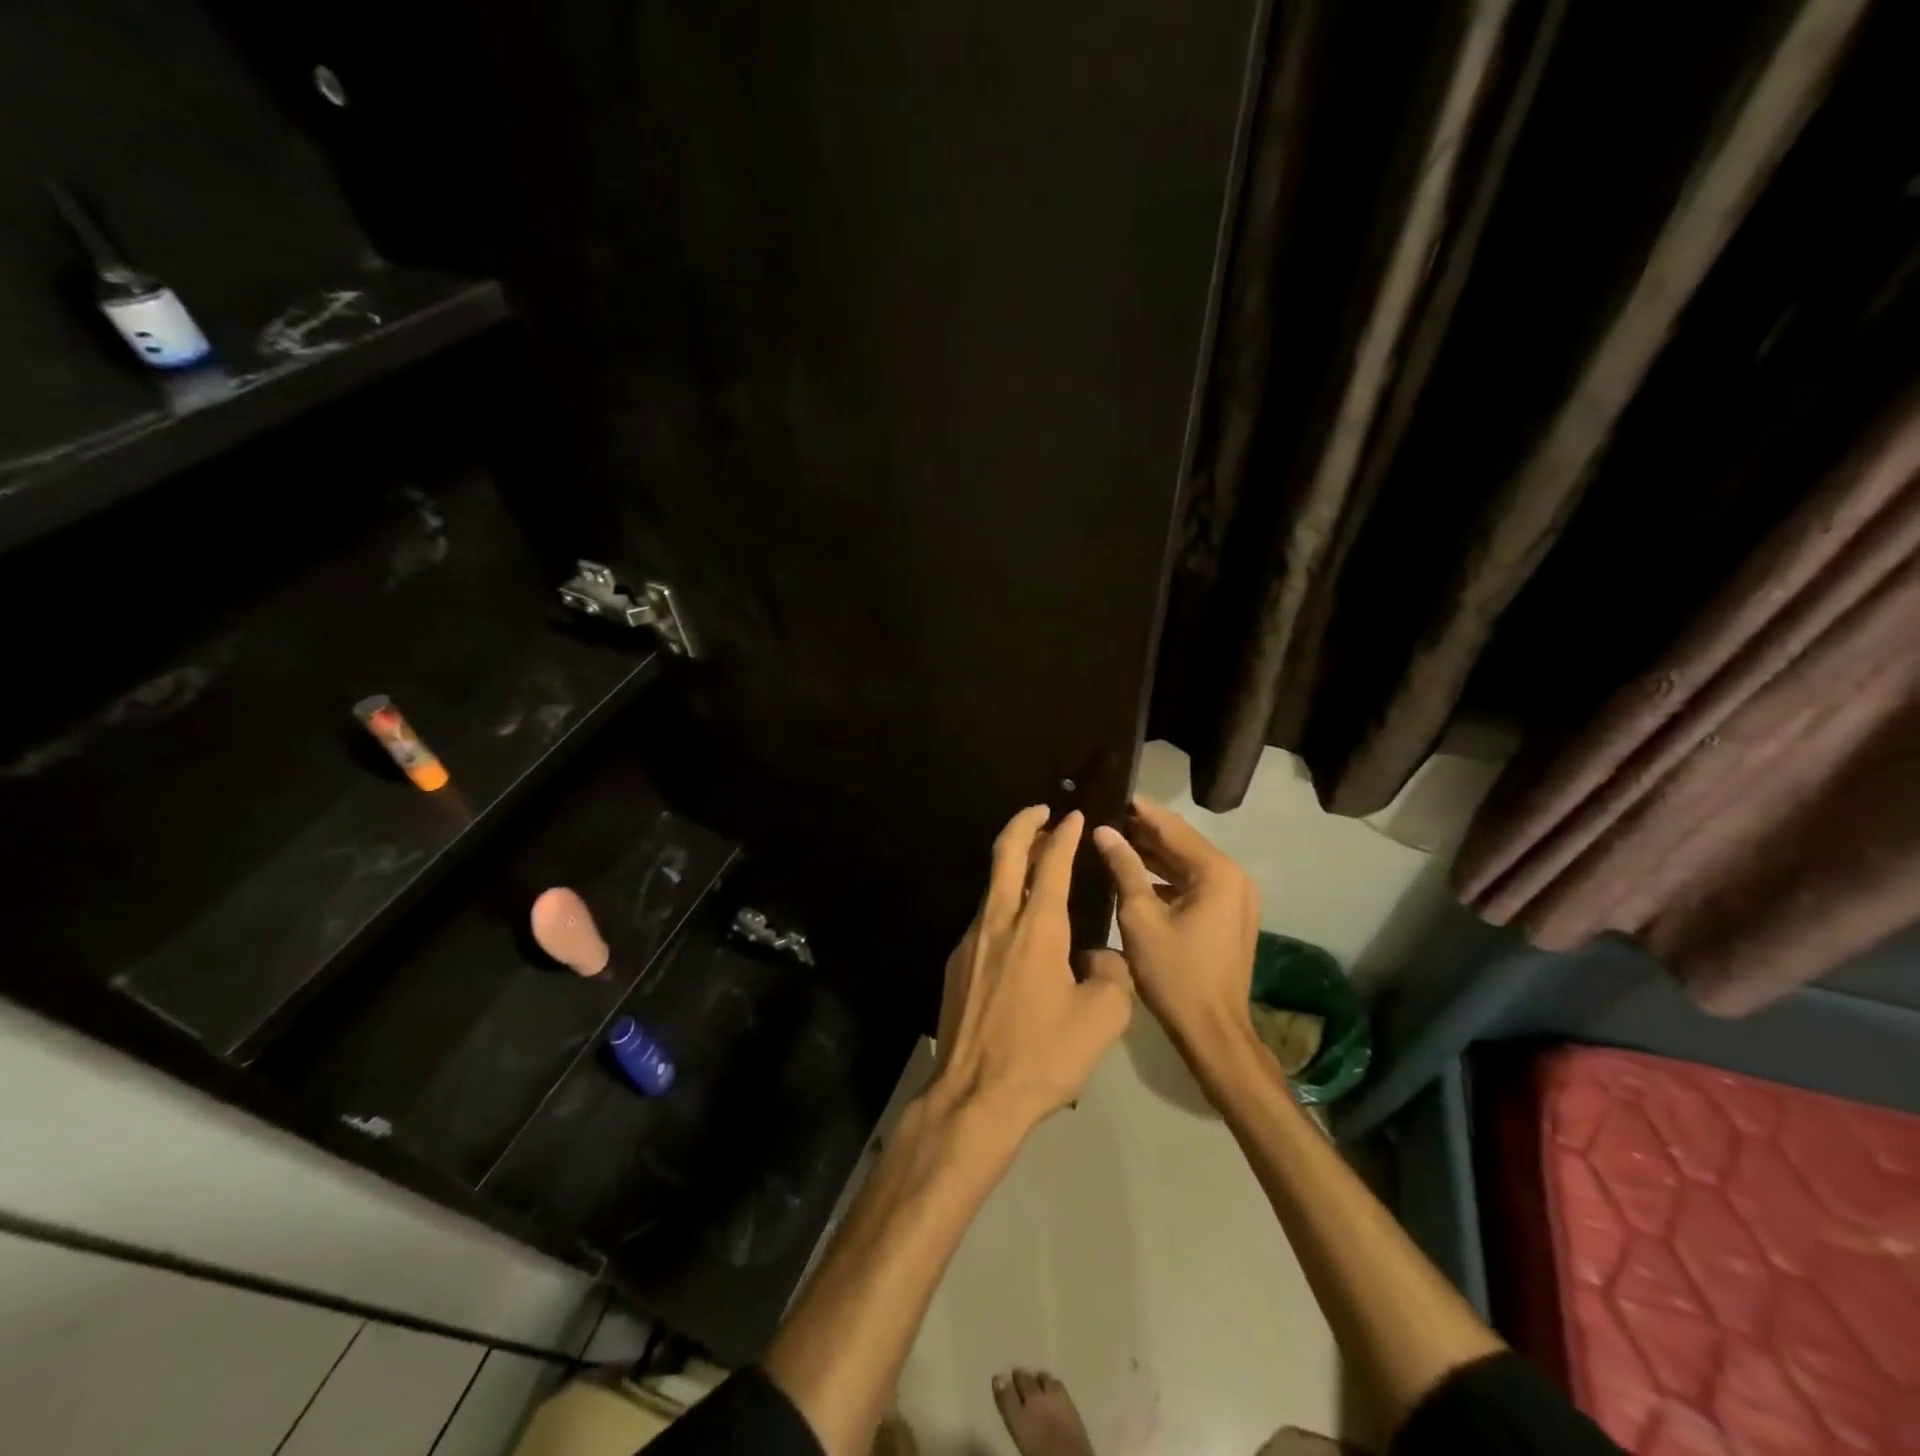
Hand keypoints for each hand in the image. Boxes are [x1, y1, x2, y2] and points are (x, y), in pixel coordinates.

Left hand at [932, 807, 1132, 1131]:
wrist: (975, 1097)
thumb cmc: (1043, 1056)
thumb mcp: (1103, 1017)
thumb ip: (1111, 973)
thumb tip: (1096, 958)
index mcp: (1037, 928)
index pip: (1050, 864)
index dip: (1063, 835)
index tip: (1073, 816)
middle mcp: (998, 922)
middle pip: (1005, 855)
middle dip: (1024, 825)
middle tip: (1041, 811)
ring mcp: (970, 942)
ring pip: (991, 887)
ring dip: (1012, 865)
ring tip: (1034, 864)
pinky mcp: (956, 965)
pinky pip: (984, 920)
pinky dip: (1003, 904)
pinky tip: (1018, 927)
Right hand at [1092, 796, 1259, 1059]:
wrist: (1213, 1031)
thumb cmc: (1174, 973)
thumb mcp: (1140, 917)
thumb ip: (1124, 868)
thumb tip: (1104, 831)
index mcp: (1217, 873)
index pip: (1173, 828)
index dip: (1141, 811)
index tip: (1113, 792)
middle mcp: (1234, 877)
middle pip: (1183, 843)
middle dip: (1145, 831)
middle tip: (1106, 815)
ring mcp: (1236, 897)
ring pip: (1188, 864)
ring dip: (1154, 854)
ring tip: (1114, 838)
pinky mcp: (1230, 915)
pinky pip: (1195, 884)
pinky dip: (1167, 877)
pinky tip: (1135, 872)